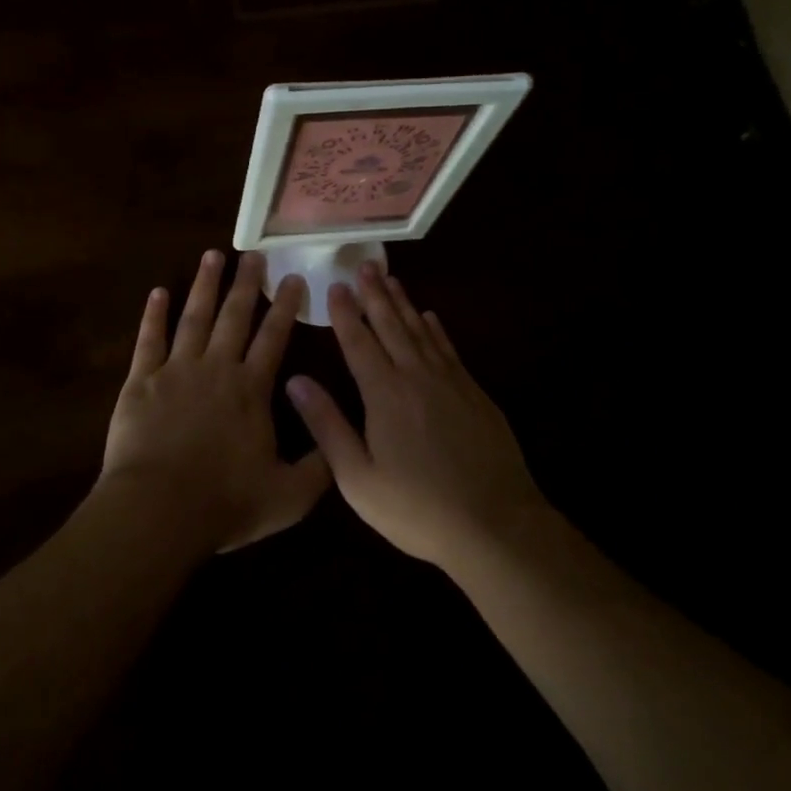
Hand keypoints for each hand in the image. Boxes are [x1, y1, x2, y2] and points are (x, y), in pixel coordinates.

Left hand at [97, 250, 331, 555]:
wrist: (157, 510)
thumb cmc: (224, 503)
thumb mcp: (288, 496)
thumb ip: (319, 467)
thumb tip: (342, 443)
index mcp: (251, 389)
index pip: (273, 337)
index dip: (284, 306)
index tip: (291, 277)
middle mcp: (217, 368)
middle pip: (234, 316)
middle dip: (246, 283)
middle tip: (253, 254)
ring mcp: (176, 370)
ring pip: (194, 317)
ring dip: (204, 285)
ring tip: (212, 254)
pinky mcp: (142, 381)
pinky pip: (149, 340)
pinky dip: (153, 315)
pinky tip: (158, 292)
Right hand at [287, 264, 545, 572]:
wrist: (495, 525)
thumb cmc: (417, 508)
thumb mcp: (359, 478)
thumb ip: (327, 426)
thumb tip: (295, 381)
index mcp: (384, 394)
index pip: (358, 342)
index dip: (345, 313)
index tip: (335, 285)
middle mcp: (416, 377)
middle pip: (391, 325)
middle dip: (375, 294)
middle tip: (364, 265)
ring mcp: (450, 382)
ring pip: (420, 331)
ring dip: (403, 303)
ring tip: (390, 279)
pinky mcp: (474, 393)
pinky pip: (449, 348)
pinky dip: (436, 329)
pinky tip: (430, 317)